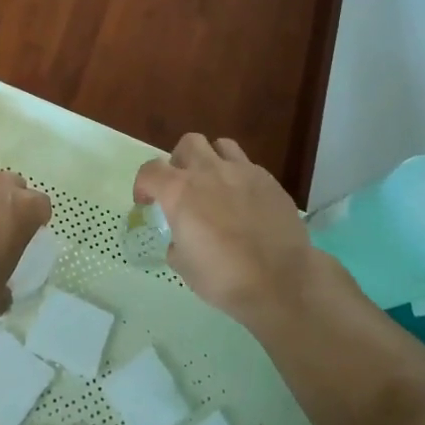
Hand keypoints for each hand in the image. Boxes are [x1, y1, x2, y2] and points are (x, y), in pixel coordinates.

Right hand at [134, 135, 317, 338]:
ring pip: (221, 145)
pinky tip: (244, 202)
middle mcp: (209, 172)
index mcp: (179, 192)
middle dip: (180, 161)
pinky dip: (239, 178)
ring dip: (212, 160)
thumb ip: (176, 241)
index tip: (146, 202)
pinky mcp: (269, 181)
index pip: (150, 171)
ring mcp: (242, 172)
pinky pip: (248, 166)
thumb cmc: (224, 278)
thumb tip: (182, 238)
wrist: (281, 281)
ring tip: (215, 184)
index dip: (143, 185)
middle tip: (183, 186)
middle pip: (188, 144)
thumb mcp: (183, 266)